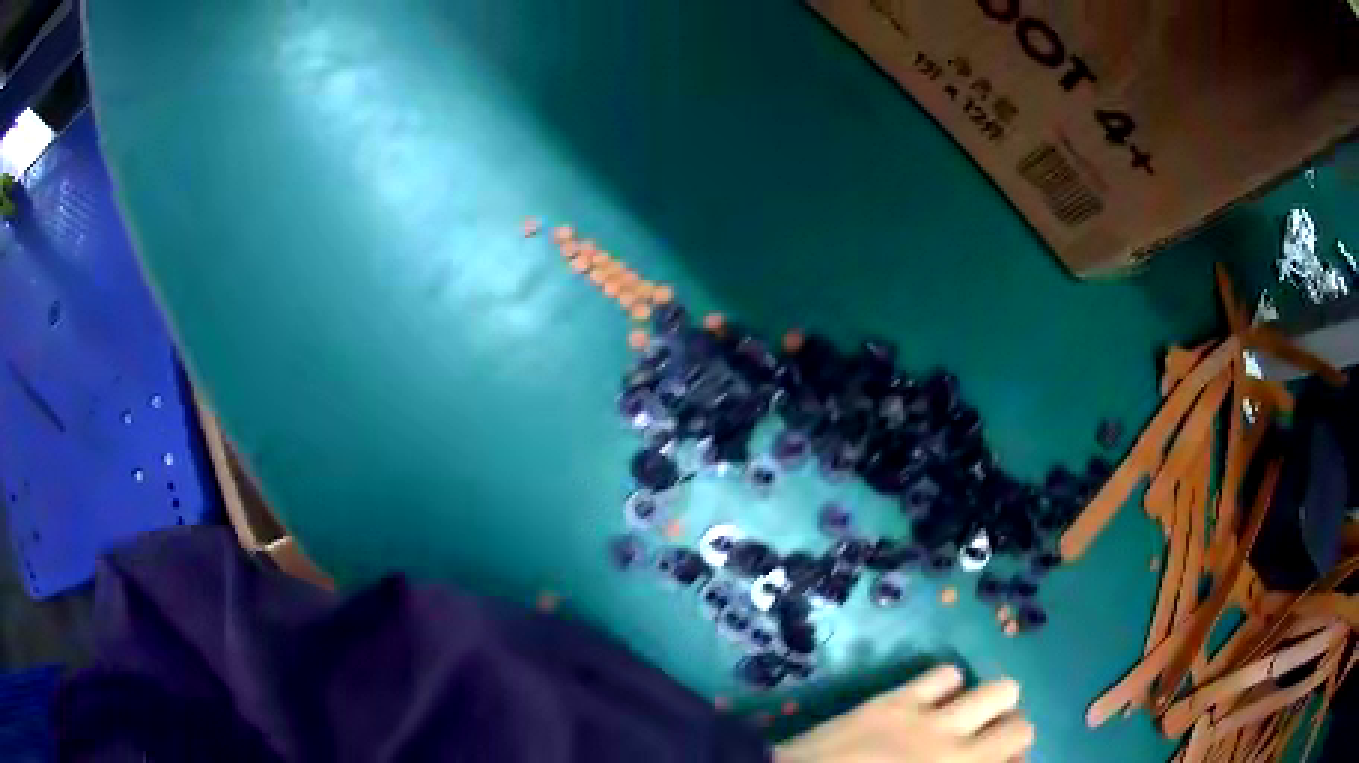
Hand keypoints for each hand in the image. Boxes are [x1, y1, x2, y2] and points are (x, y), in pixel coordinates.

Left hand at [774, 665, 1033, 762]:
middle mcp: (958, 754)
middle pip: (1023, 728)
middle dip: (1012, 738)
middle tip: (986, 748)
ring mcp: (929, 723)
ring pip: (1000, 689)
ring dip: (988, 707)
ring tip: (962, 721)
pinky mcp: (895, 701)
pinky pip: (946, 673)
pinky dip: (948, 686)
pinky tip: (930, 703)